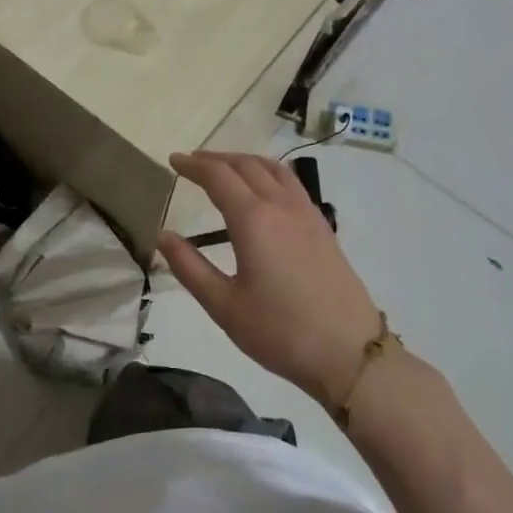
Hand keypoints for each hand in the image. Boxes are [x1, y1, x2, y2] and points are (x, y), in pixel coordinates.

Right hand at [157, 151, 382, 404]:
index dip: (193, 165)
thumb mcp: (223, 305)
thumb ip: (189, 266)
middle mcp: (281, 206)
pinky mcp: (323, 228)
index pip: (218, 176)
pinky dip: (268, 173)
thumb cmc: (279, 331)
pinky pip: (292, 184)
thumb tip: (162, 235)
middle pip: (246, 165)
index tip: (172, 160)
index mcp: (253, 220)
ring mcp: (307, 214)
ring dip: (244, 161)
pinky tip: (263, 192)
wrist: (350, 353)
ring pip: (274, 169)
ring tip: (225, 168)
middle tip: (191, 162)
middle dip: (215, 158)